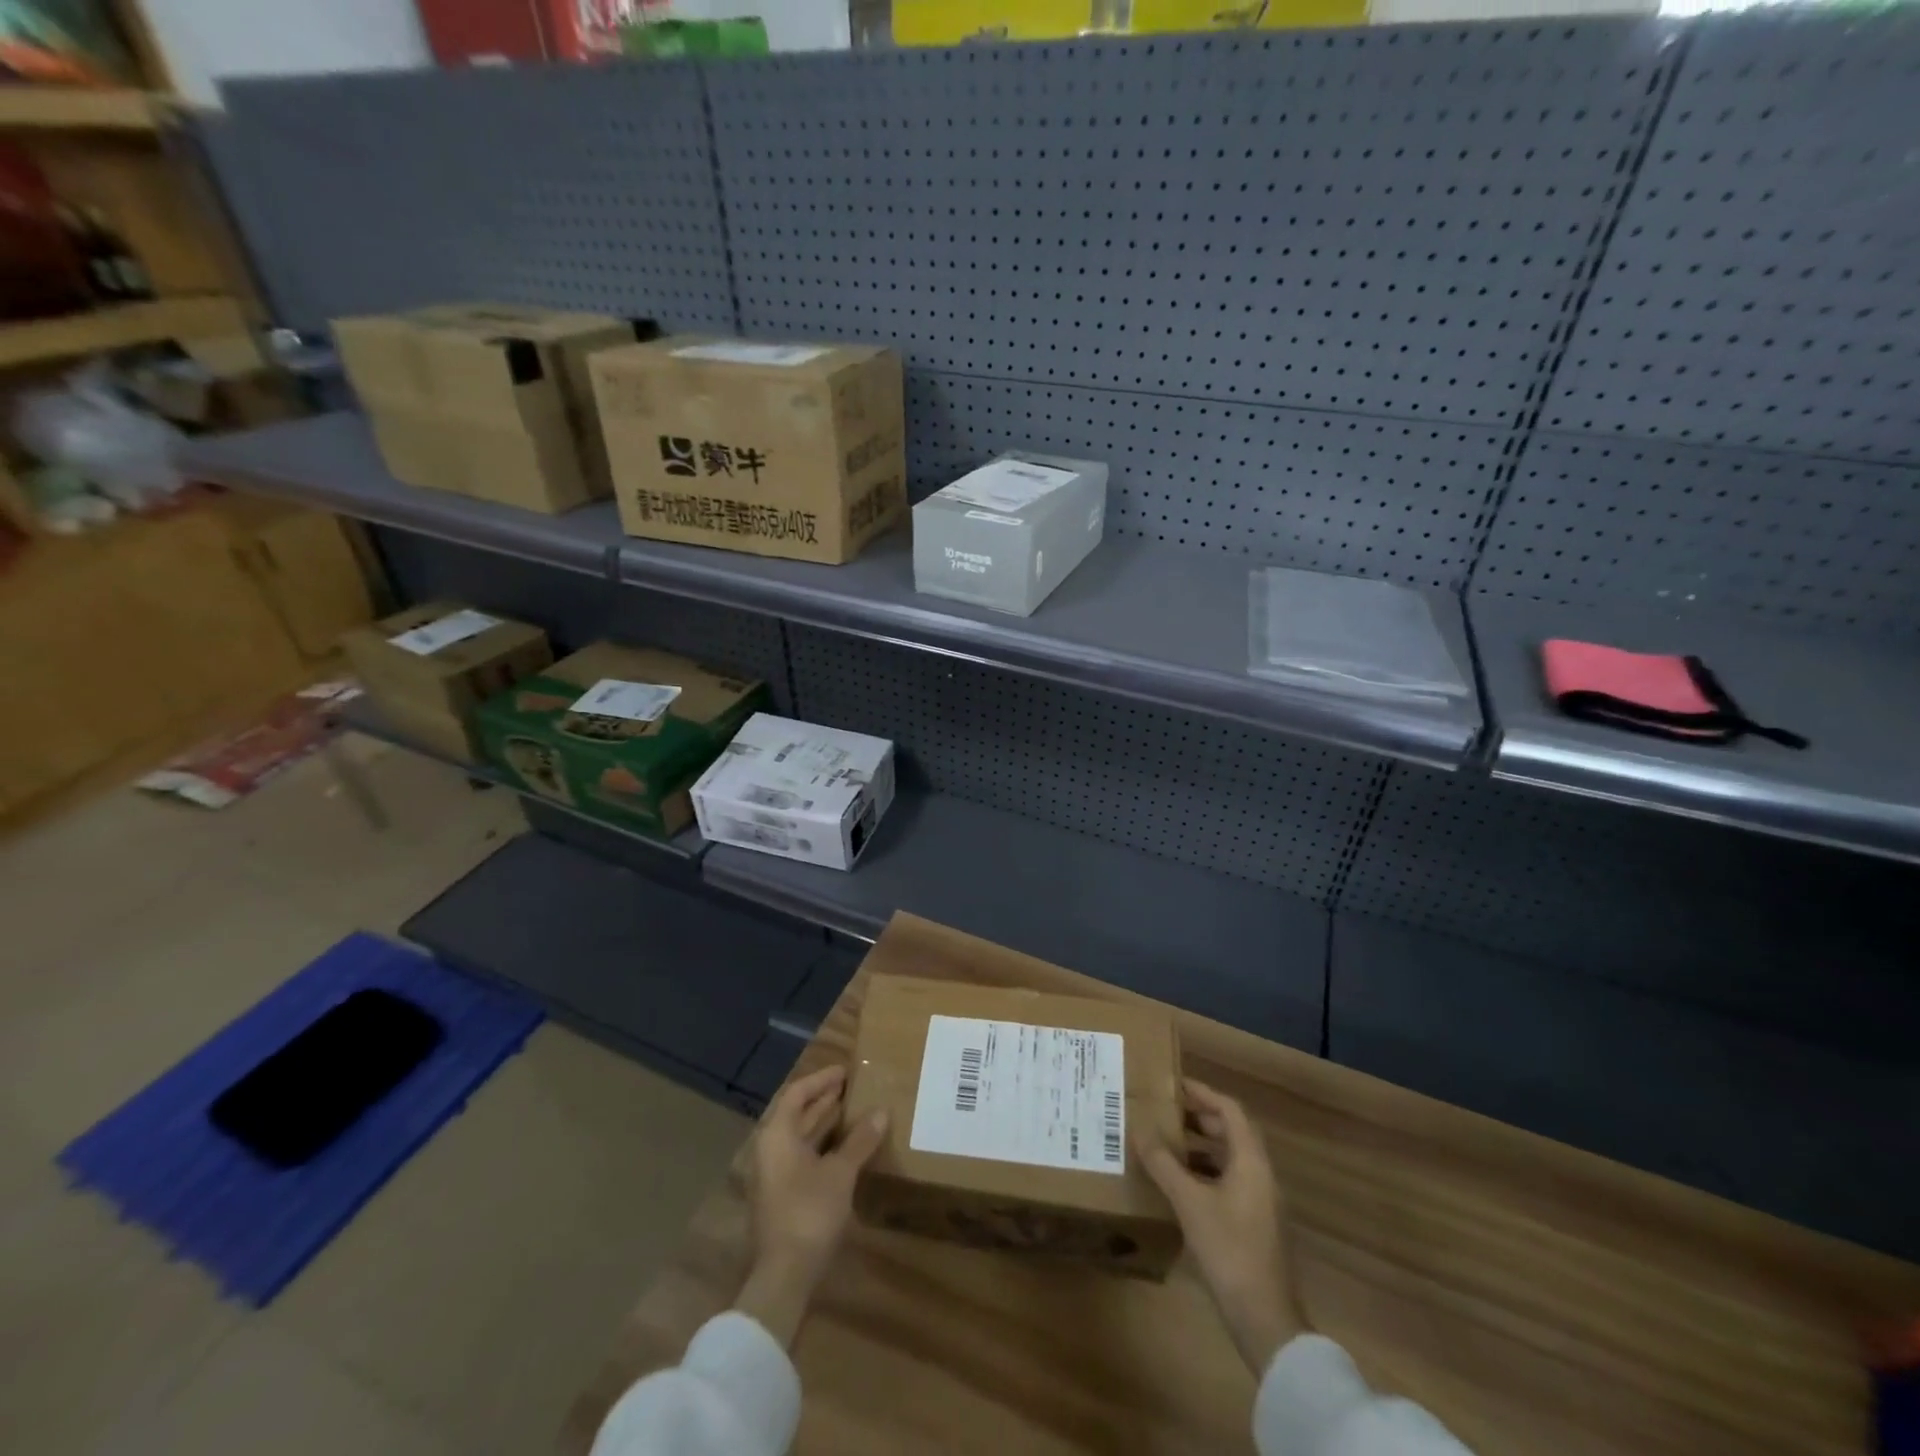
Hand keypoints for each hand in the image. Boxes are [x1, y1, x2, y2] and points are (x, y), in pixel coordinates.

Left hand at [736, 1065, 888, 1345]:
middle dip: (824, 1099)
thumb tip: (881, 1112)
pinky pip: (802, 1156)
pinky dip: (822, 1146)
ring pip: (799, 1137)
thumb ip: (860, 1140)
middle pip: (796, 1114)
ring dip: (824, 1123)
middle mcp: (770, 1150)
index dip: (821, 1080)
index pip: (797, 1094)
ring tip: (853, 1111)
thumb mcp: (840, 1173)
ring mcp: (773, 1175)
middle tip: (852, 1087)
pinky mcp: (781, 1196)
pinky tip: (845, 1149)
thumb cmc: (809, 1213)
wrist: (783, 1276)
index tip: (845, 1071)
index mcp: (777, 1135)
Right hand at [1136, 1077, 1302, 1374]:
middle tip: (1164, 1110)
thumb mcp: (1190, 1203)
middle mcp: (1261, 1175)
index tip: (1173, 1083)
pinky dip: (1204, 1172)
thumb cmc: (1230, 1251)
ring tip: (1165, 1141)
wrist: (1265, 1321)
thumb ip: (1163, 1163)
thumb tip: (1137, 1128)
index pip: (1230, 1110)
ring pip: (1229, 1158)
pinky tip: (1178, 1183)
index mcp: (1252, 1162)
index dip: (1203, 1093)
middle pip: (1231, 1132)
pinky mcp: (1254, 1224)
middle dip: (1199, 1117)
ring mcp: (1260, 1202)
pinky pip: (1228, 1181)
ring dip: (1200, 1145)